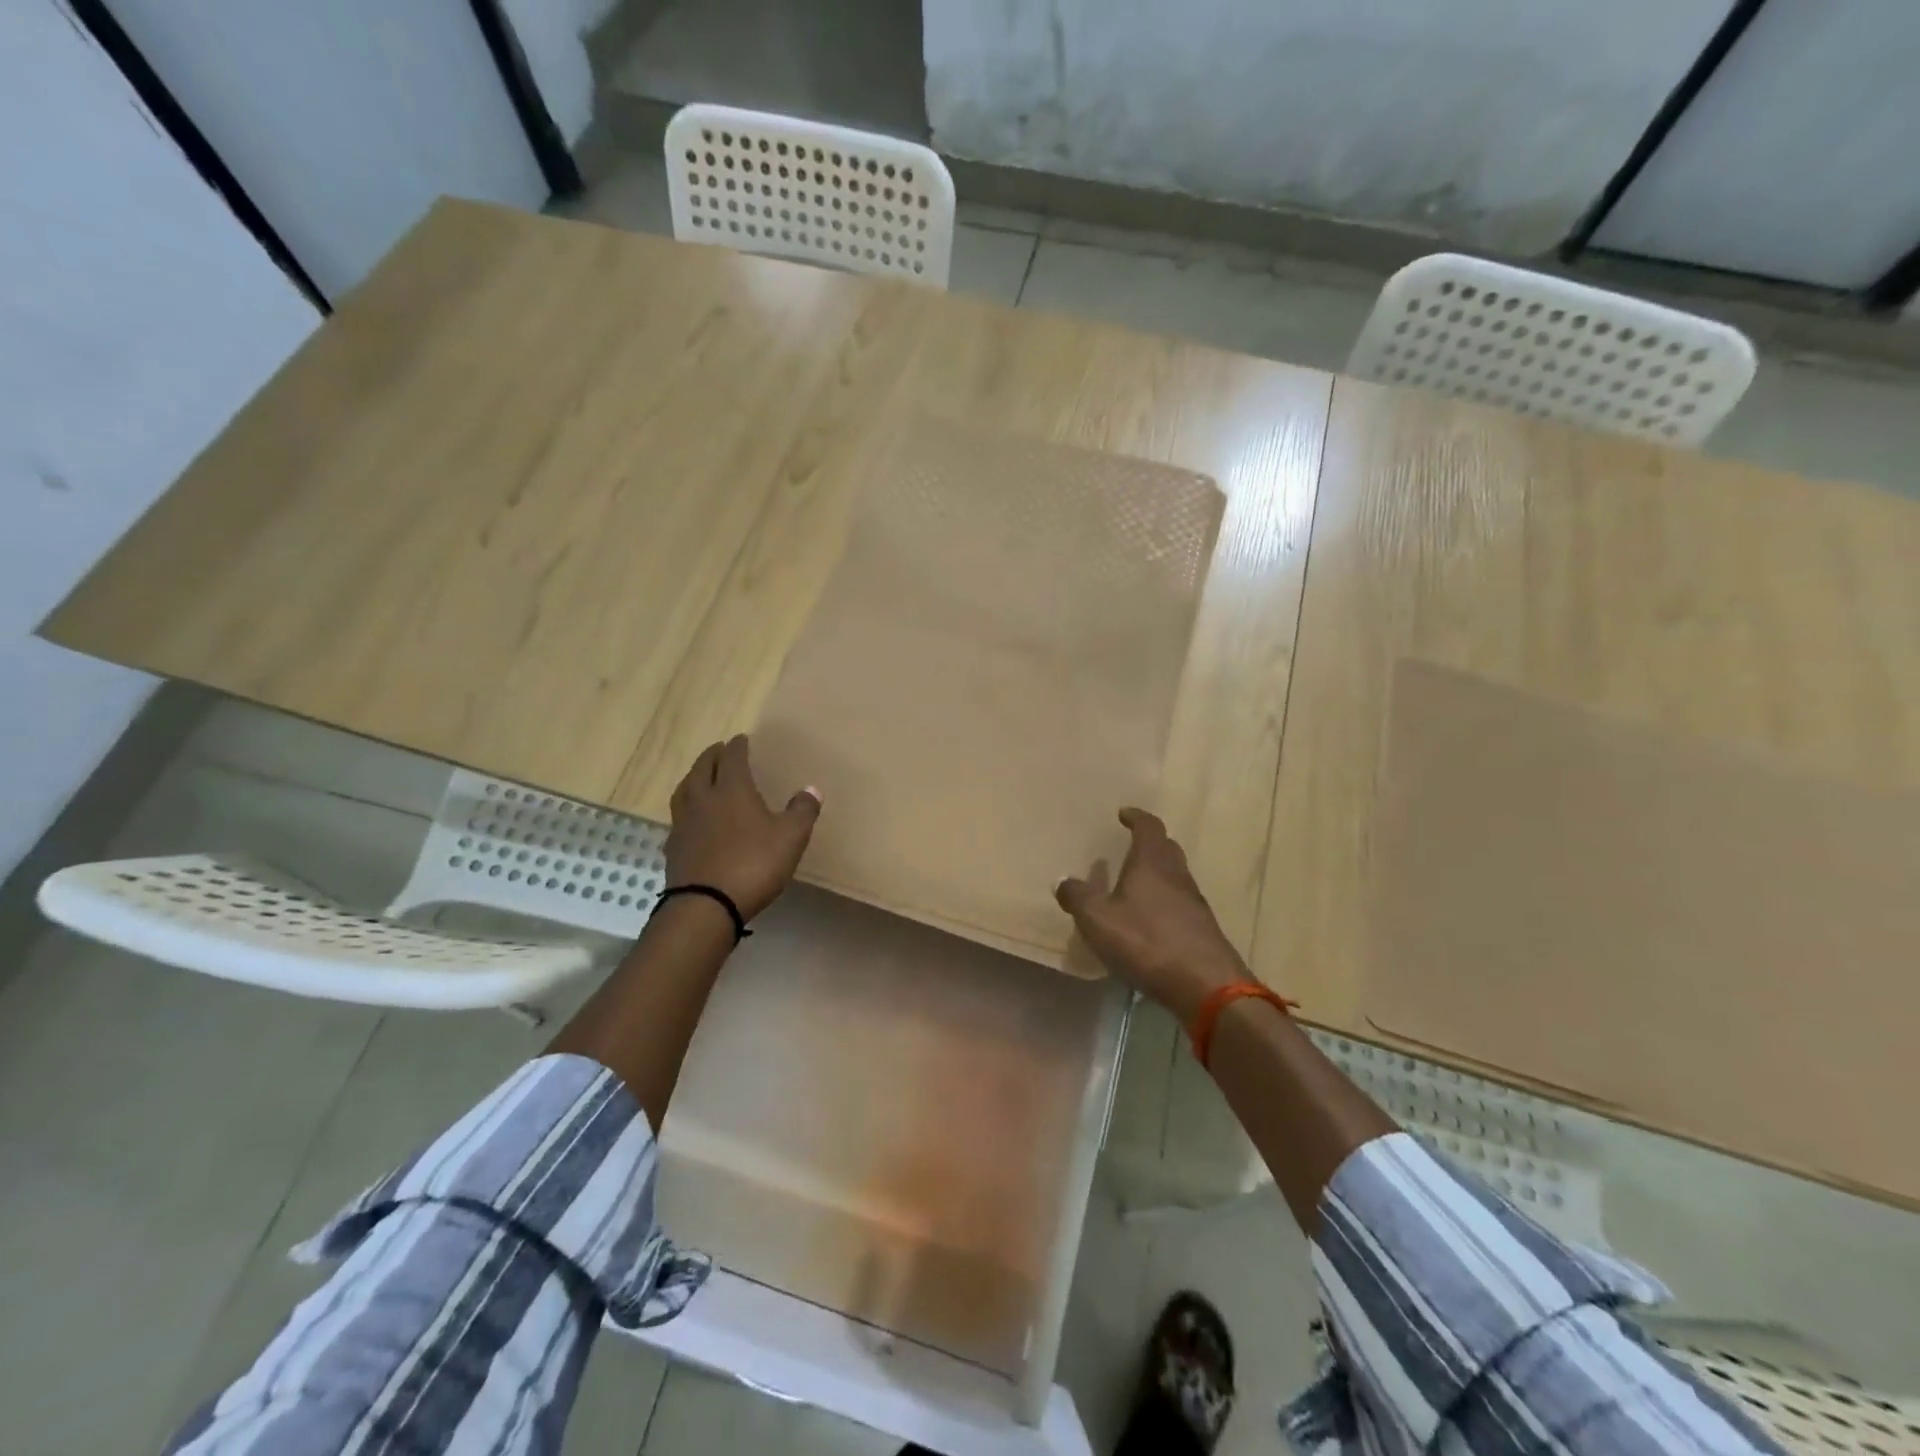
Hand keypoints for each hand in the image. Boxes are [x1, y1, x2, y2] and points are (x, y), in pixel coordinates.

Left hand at [665, 735, 819, 920]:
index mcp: (732, 790)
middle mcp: (704, 799)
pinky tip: (693, 817)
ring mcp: (684, 823)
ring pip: (685, 789)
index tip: (742, 739)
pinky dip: (687, 807)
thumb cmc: (753, 864)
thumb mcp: (791, 838)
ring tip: (701, 776)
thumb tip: (811, 789)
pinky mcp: (674, 846)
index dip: (738, 746)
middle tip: (721, 750)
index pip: (732, 758)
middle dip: (713, 755)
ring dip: (694, 777)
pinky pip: (679, 816)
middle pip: (703, 768)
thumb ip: (802, 811)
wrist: (705, 906)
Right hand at [1055, 808, 1246, 1021]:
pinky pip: (1181, 903)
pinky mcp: (1203, 929)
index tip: (1124, 813)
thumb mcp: (1098, 920)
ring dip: (1158, 874)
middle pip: (1167, 848)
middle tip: (1129, 847)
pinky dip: (1165, 902)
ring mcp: (1194, 903)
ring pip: (1176, 876)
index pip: (1149, 827)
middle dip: (1149, 843)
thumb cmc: (1146, 942)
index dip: (1136, 817)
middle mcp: (1177, 875)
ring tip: (1135, 885)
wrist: (1205, 985)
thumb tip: (1063, 880)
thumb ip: (1078, 897)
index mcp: (1152, 863)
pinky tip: (1150, 920)